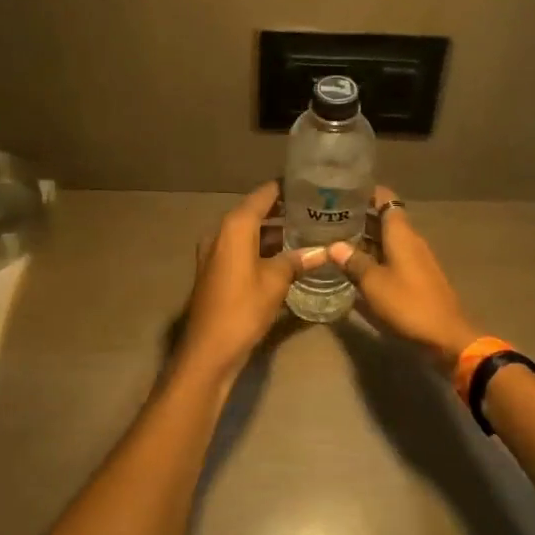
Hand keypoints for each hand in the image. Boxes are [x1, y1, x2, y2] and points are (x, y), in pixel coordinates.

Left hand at [178, 182, 325, 376]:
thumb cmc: (243, 309)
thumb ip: (298, 260)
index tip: (311, 184)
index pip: (263, 195)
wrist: (209, 350)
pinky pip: (243, 249)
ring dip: (274, 232)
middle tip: (316, 208)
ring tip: (308, 230)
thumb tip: (325, 250)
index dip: (286, 187)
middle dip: (284, 210)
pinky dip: (263, 248)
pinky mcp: (216, 271)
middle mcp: (221, 233)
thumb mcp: (276, 282)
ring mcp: (216, 252)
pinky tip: (287, 256)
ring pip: (250, 233)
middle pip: (255, 212)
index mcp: (234, 227)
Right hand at [329, 187, 481, 372]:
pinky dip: (374, 257)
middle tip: (328, 218)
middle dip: (359, 217)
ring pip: (387, 240)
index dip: (365, 193)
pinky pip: (392, 257)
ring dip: (365, 239)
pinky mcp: (417, 277)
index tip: (341, 192)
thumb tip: (333, 245)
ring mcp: (415, 259)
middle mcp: (410, 240)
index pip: (385, 198)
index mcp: (401, 233)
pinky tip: (355, 267)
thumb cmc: (408, 304)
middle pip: (384, 218)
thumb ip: (353, 262)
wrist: (445, 336)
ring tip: (335, 240)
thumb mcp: (373, 283)